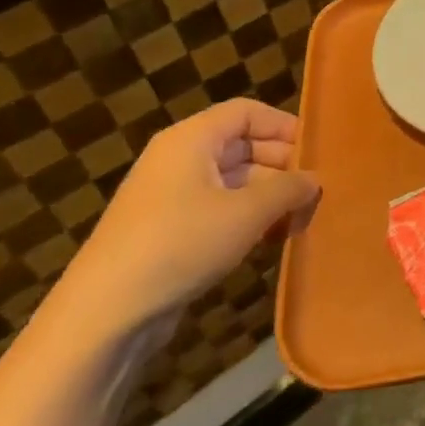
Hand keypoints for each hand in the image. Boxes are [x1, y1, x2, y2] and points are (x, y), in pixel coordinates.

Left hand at [43, 99, 319, 344]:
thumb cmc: (181, 243)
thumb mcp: (247, 212)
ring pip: (236, 182)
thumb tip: (314, 180)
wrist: (106, 312)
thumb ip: (288, 189)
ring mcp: (173, 197)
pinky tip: (275, 239)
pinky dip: (250, 219)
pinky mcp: (171, 231)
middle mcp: (181, 159)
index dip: (284, 126)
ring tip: (303, 220)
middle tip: (318, 192)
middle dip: (283, 167)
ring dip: (271, 197)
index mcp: (192, 139)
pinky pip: (221, 210)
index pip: (247, 112)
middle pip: (244, 146)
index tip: (317, 153)